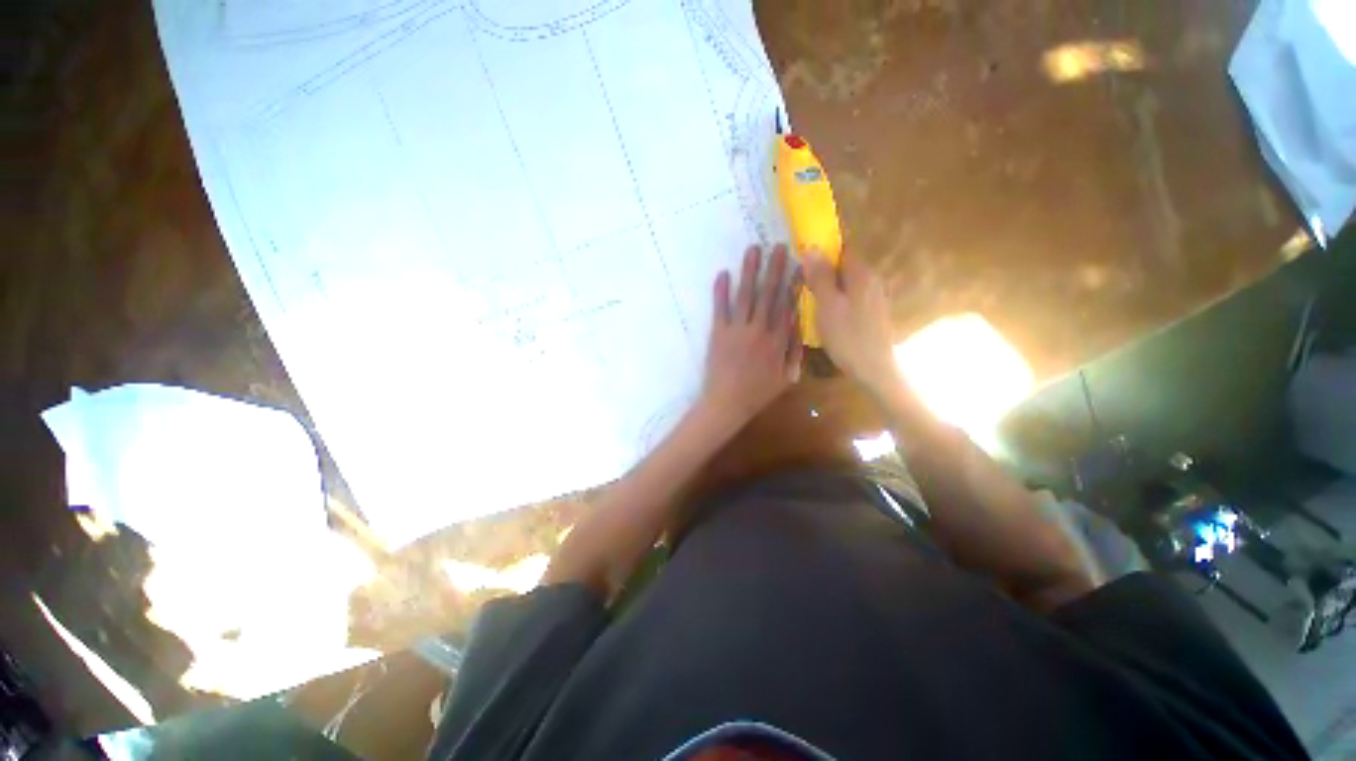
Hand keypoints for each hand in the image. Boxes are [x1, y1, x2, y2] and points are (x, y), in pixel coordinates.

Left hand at [701, 244, 801, 423]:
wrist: (728, 402)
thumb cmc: (758, 393)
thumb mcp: (786, 377)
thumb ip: (794, 350)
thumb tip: (797, 322)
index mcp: (778, 341)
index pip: (787, 306)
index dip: (792, 284)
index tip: (798, 265)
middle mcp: (759, 330)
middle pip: (768, 294)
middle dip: (774, 268)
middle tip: (778, 246)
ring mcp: (737, 330)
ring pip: (745, 295)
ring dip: (749, 271)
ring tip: (753, 250)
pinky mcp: (718, 333)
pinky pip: (720, 308)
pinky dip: (720, 291)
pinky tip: (723, 273)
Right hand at [802, 248, 896, 391]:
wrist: (874, 368)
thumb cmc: (847, 336)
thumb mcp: (827, 306)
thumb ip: (820, 277)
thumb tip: (811, 248)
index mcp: (861, 274)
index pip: (843, 247)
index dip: (823, 248)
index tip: (803, 256)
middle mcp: (872, 279)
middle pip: (844, 265)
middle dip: (823, 269)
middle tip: (801, 281)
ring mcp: (874, 296)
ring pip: (847, 282)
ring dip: (829, 285)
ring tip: (809, 298)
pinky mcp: (873, 311)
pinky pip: (851, 296)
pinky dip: (837, 298)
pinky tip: (826, 313)